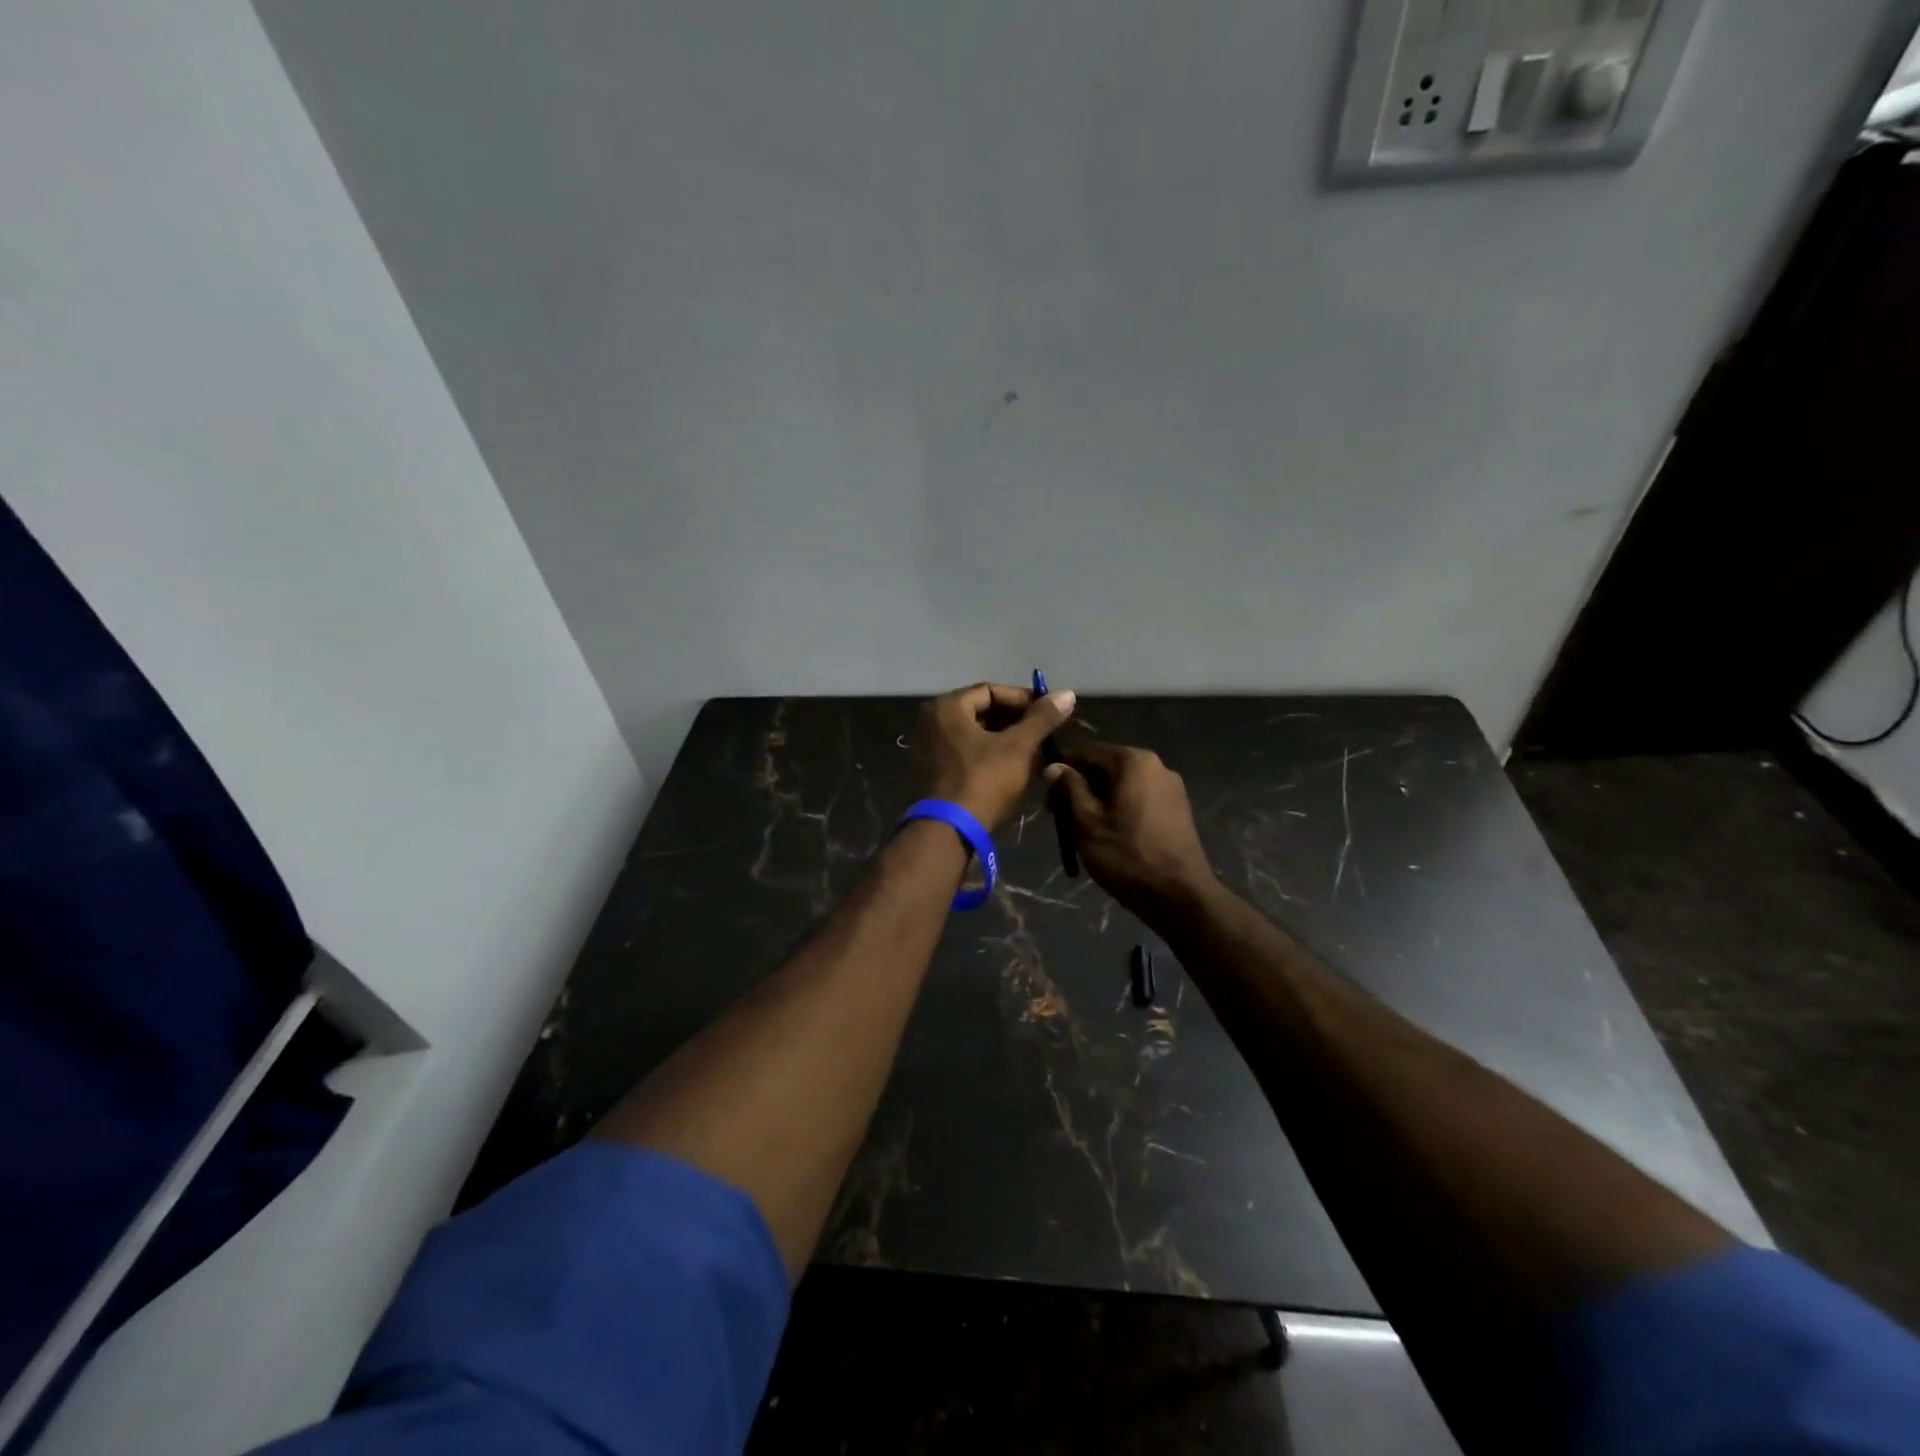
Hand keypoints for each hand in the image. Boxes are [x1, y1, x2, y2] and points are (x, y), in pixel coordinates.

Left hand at [915, 682, 1077, 829]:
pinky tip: (1014, 769)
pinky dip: (989, 756)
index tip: (1049, 712)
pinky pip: (965, 754)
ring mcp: (928, 748)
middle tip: (1044, 733)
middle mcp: (931, 722)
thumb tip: (1068, 693)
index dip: (1023, 699)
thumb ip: (1042, 718)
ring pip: (975, 735)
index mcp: (946, 707)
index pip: (990, 690)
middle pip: (981, 712)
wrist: (948, 832)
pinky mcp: (932, 773)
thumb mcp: (1017, 747)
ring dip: (1005, 740)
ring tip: (1035, 752)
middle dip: (1015, 722)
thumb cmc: (982, 781)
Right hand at [1044, 742, 1217, 924]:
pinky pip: (1140, 798)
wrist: (1180, 897)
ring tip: (1085, 830)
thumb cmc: (1127, 856)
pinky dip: (1121, 808)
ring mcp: (1172, 787)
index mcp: (1134, 761)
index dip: (1062, 770)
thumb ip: (1070, 789)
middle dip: (1081, 787)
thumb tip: (1054, 766)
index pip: (1087, 752)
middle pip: (1107, 767)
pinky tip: (1112, 834)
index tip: (1047, 797)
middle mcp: (1157, 765)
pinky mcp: (1179, 809)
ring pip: (1123, 784)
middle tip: (1062, 817)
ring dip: (1100, 800)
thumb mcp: (1087, 823)